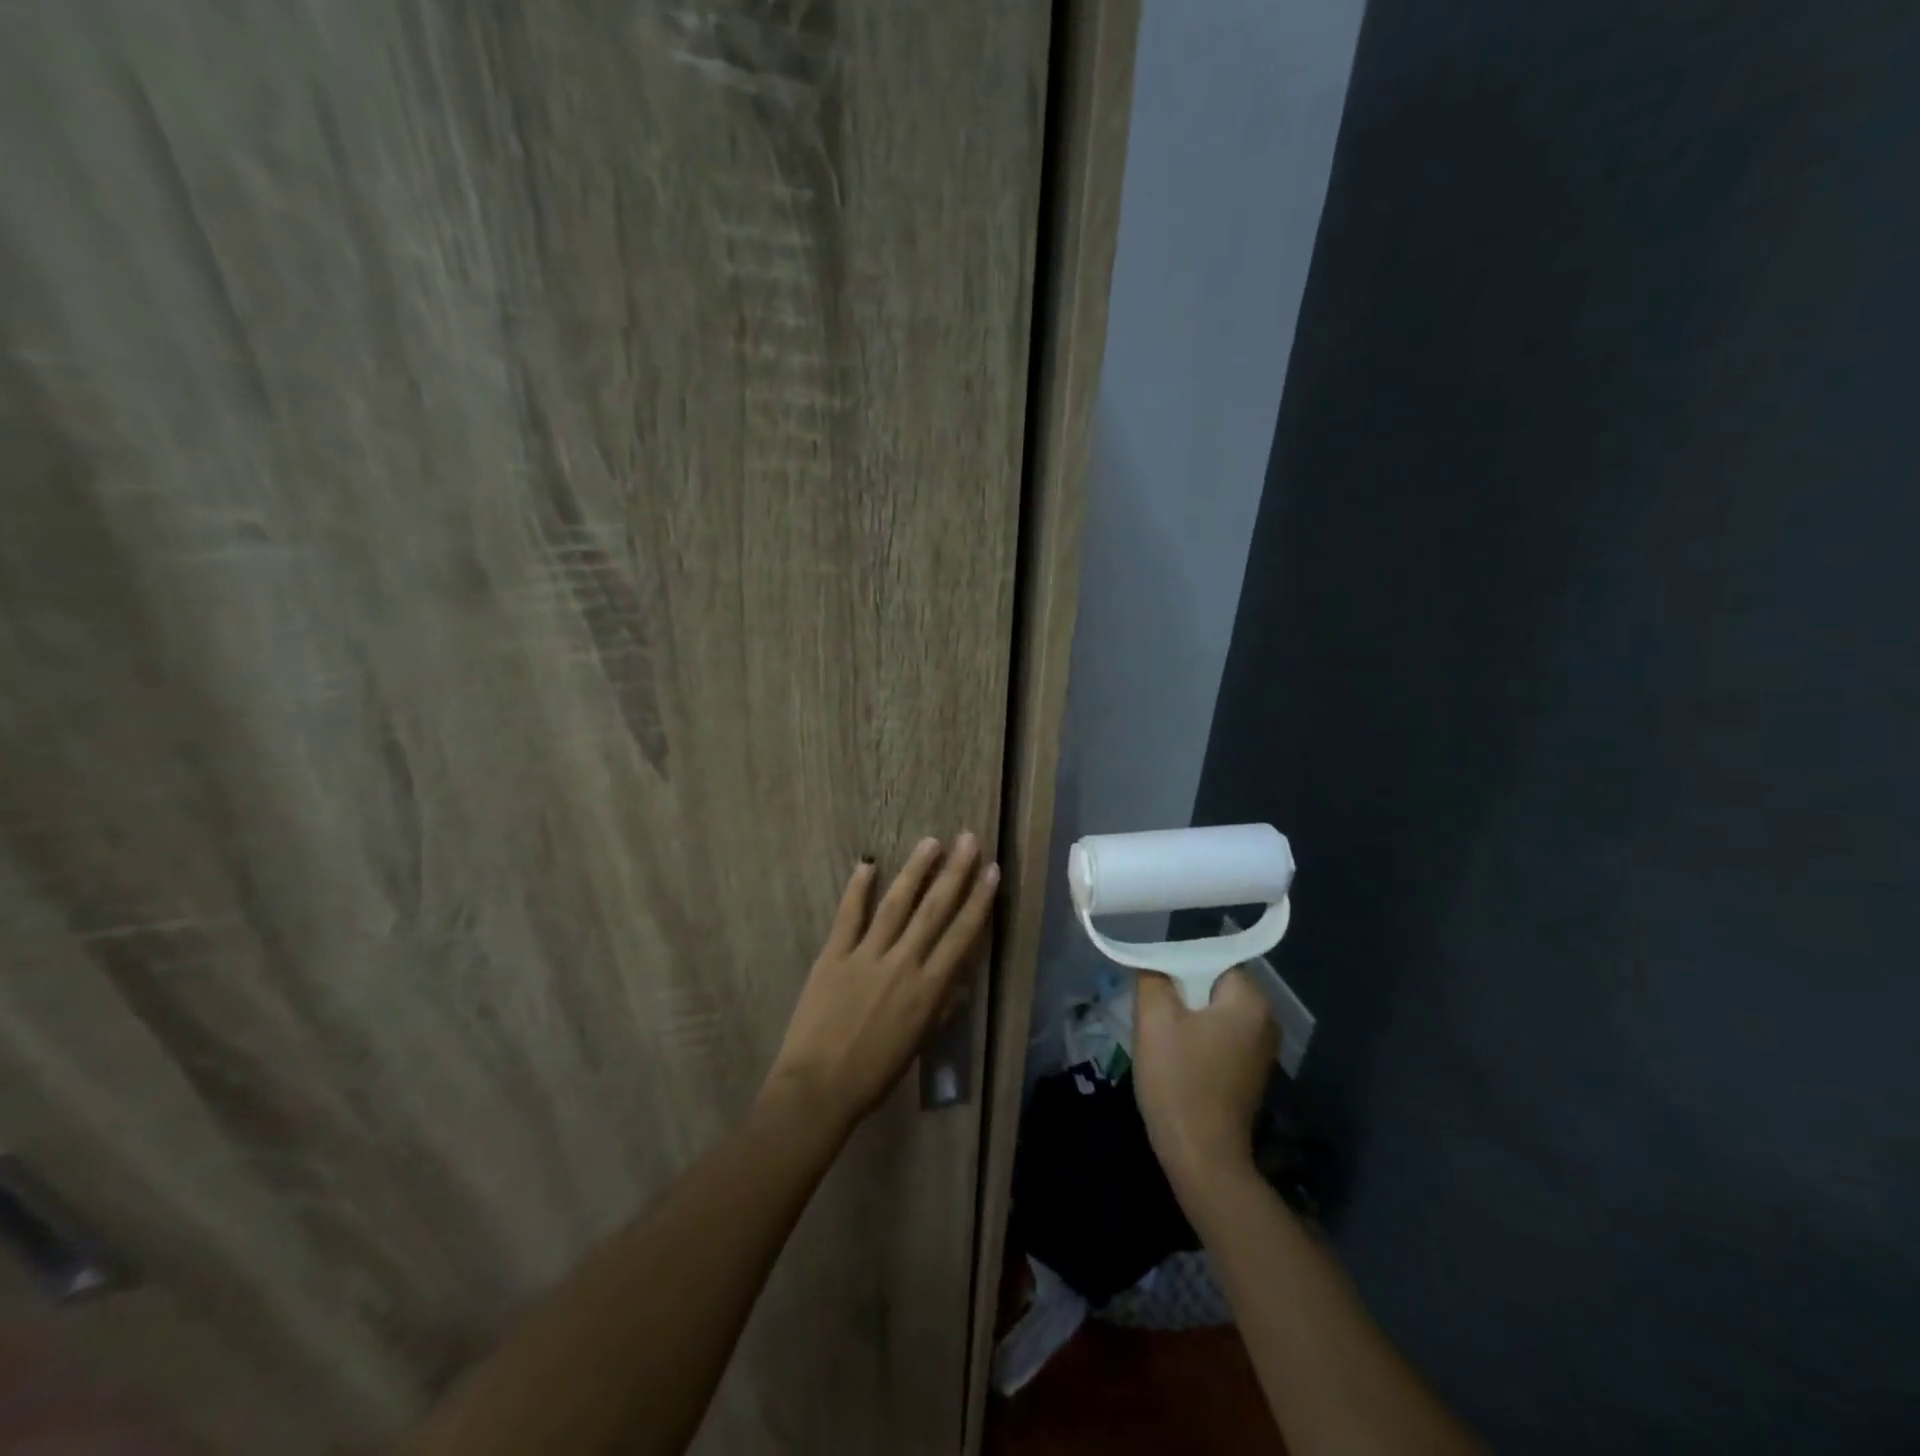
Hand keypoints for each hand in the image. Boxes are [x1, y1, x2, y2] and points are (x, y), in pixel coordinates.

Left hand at [761, 834, 998, 1130]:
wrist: (818, 1089)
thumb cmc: (874, 1074)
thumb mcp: (918, 1043)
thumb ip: (940, 1007)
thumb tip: (957, 979)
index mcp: (929, 989)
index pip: (962, 935)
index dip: (980, 900)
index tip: (992, 870)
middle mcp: (903, 964)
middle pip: (934, 909)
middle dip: (954, 872)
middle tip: (967, 839)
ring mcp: (866, 955)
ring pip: (897, 904)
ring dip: (915, 870)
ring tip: (930, 842)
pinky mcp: (834, 955)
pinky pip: (849, 915)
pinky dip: (858, 888)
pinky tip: (868, 863)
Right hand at [1132, 968, 1276, 1193]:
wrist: (1202, 1156)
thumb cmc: (1179, 1080)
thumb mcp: (1155, 1019)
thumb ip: (1153, 978)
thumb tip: (1154, 964)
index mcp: (1251, 1001)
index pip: (1212, 959)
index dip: (1178, 964)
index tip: (1152, 979)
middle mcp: (1266, 1020)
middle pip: (1215, 985)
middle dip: (1181, 990)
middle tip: (1150, 1004)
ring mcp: (1261, 1050)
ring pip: (1215, 1012)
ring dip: (1187, 1015)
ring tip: (1158, 1029)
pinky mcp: (1250, 1072)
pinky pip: (1220, 1036)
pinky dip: (1198, 1037)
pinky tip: (1174, 1053)